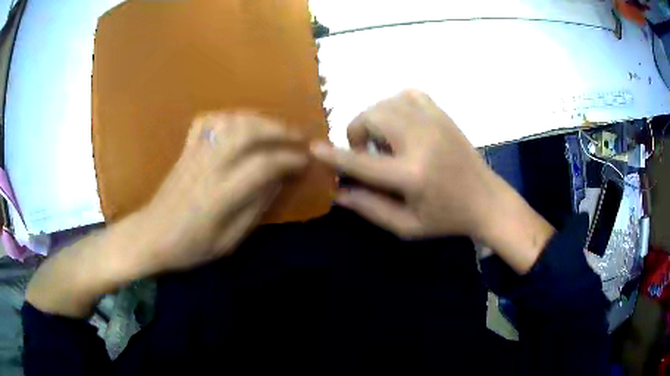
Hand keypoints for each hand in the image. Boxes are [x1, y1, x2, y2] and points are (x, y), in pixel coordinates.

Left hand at [134, 112, 307, 274]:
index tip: (306, 161)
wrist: (151, 236)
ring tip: (275, 129)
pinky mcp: (186, 149)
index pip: (263, 165)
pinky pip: (207, 121)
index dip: (290, 160)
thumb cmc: (190, 247)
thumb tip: (279, 181)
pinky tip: (239, 125)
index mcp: (220, 195)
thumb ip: (255, 209)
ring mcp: (195, 153)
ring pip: (230, 121)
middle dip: (279, 130)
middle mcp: (208, 166)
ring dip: (258, 120)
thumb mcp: (229, 242)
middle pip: (248, 132)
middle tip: (298, 137)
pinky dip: (228, 117)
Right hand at [311, 90, 554, 272]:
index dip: (334, 156)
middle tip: (368, 154)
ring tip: (385, 141)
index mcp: (412, 175)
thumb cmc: (447, 218)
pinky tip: (401, 124)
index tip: (314, 148)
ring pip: (386, 102)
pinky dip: (395, 105)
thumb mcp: (407, 226)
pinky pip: (408, 94)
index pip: (362, 163)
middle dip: (358, 133)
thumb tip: (339, 193)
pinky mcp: (442, 114)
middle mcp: (421, 141)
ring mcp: (434, 122)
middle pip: (372, 118)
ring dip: (374, 119)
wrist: (486, 200)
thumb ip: (371, 209)